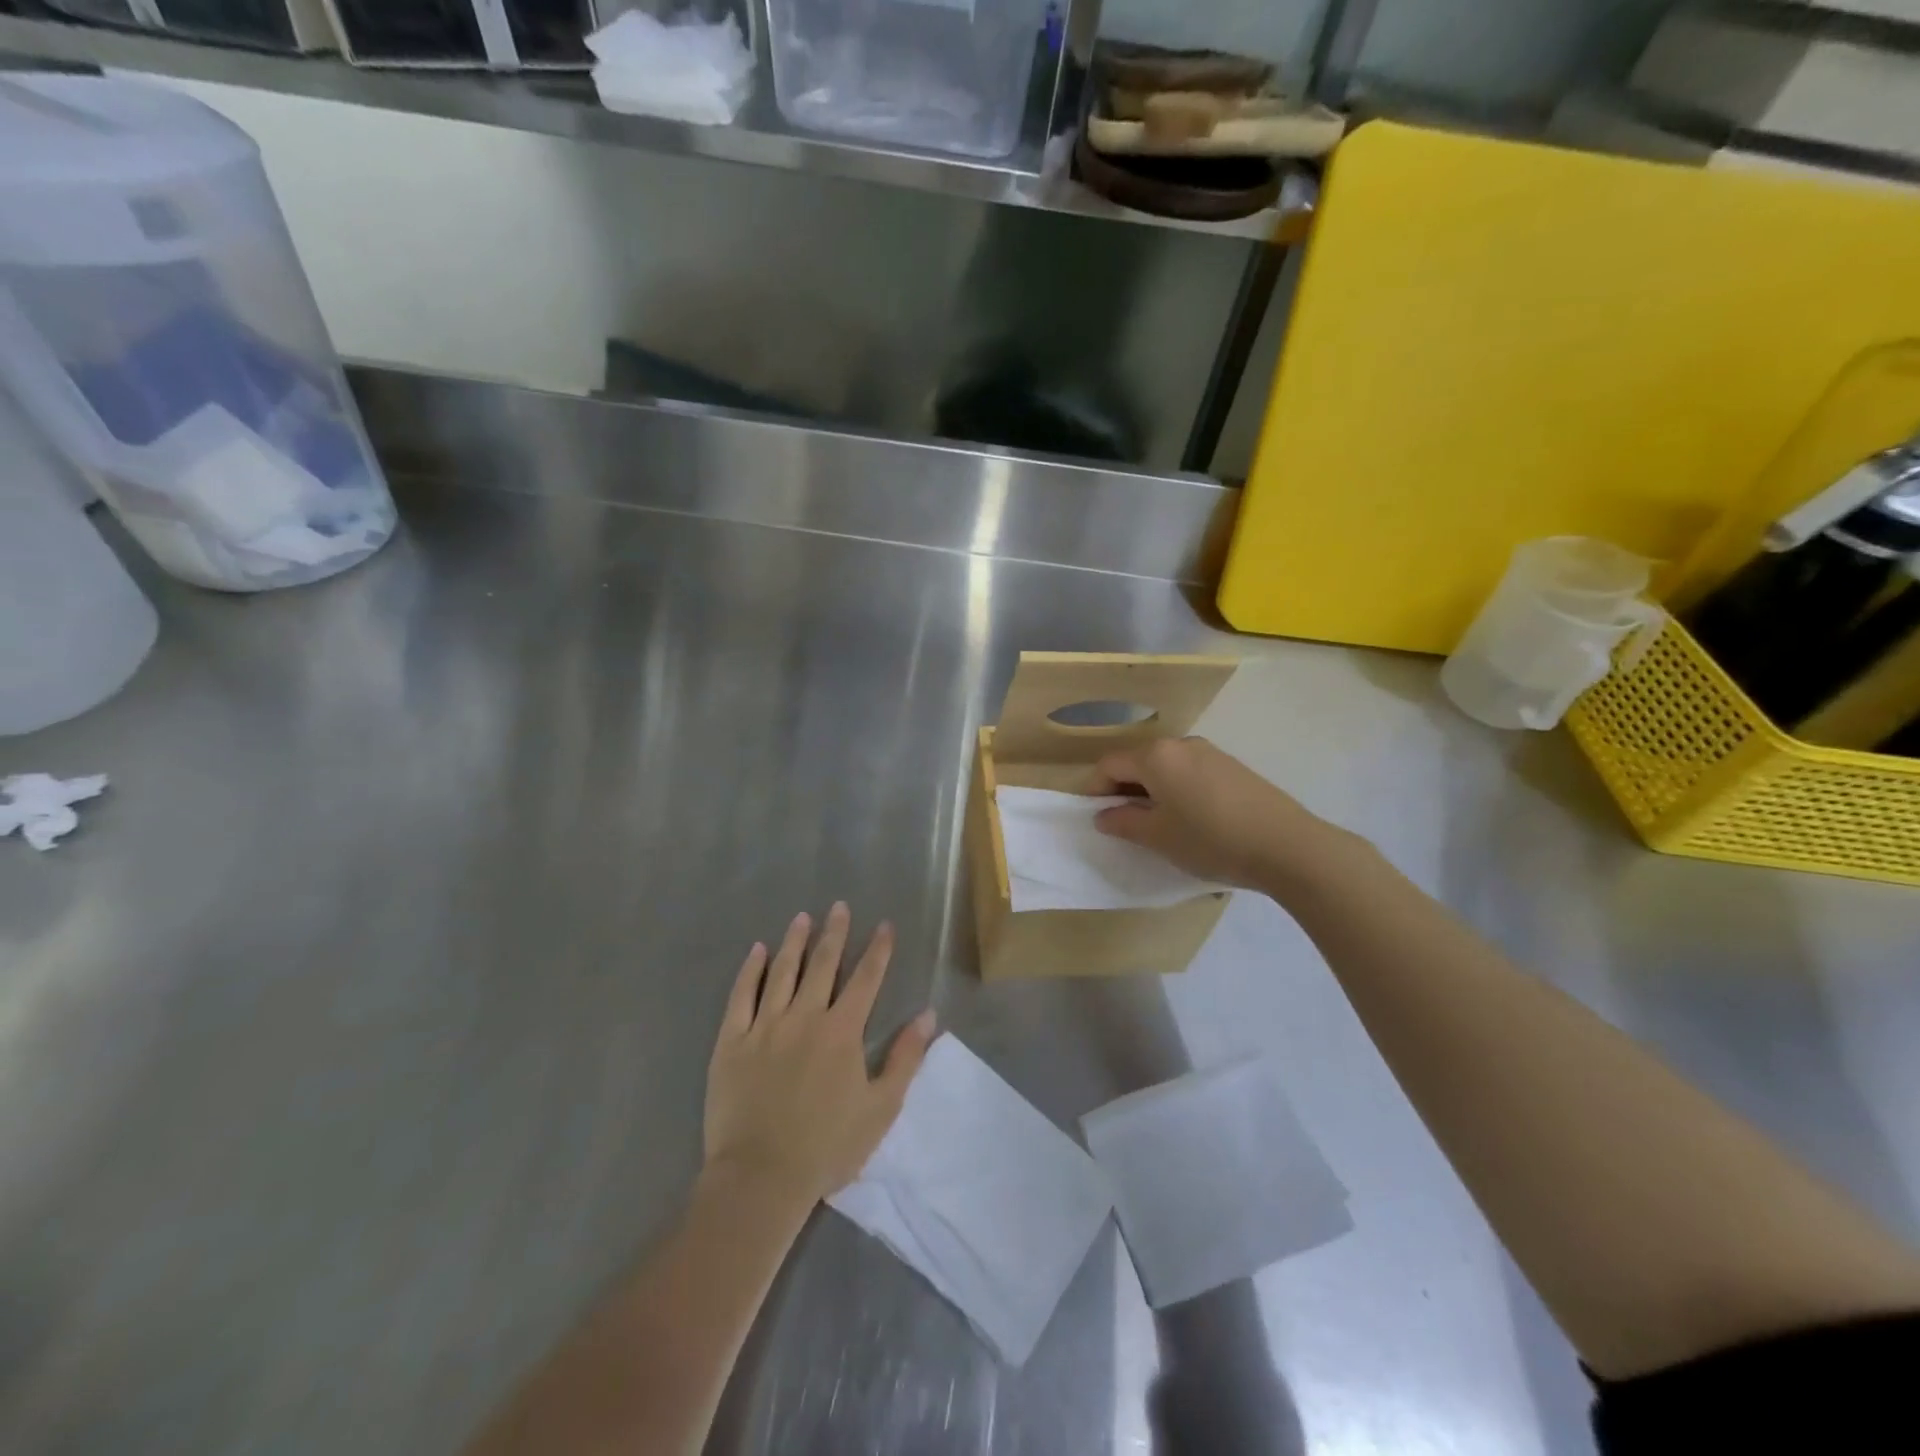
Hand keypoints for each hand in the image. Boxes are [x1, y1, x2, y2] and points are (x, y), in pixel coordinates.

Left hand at [704, 903, 935, 1208]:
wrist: (760, 1178)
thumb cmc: (827, 1146)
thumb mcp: (881, 1107)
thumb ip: (905, 1058)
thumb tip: (927, 1014)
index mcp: (842, 1031)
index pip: (866, 979)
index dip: (878, 950)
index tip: (884, 925)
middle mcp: (805, 1017)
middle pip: (823, 964)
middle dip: (835, 933)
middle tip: (839, 906)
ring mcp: (765, 1026)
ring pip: (782, 972)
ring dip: (794, 942)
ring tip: (802, 917)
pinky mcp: (732, 1041)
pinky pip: (741, 996)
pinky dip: (750, 970)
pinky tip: (757, 951)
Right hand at [1091, 736, 1336, 890]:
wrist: (1286, 846)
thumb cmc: (1210, 839)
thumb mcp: (1158, 837)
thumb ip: (1123, 822)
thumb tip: (1104, 815)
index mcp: (1156, 756)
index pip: (1110, 765)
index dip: (1095, 789)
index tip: (1096, 817)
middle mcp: (1181, 744)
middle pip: (1138, 762)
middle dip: (1124, 789)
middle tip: (1125, 823)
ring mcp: (1210, 753)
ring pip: (1166, 768)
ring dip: (1153, 791)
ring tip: (1160, 825)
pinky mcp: (1233, 767)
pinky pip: (1191, 773)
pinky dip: (1178, 790)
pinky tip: (1192, 820)